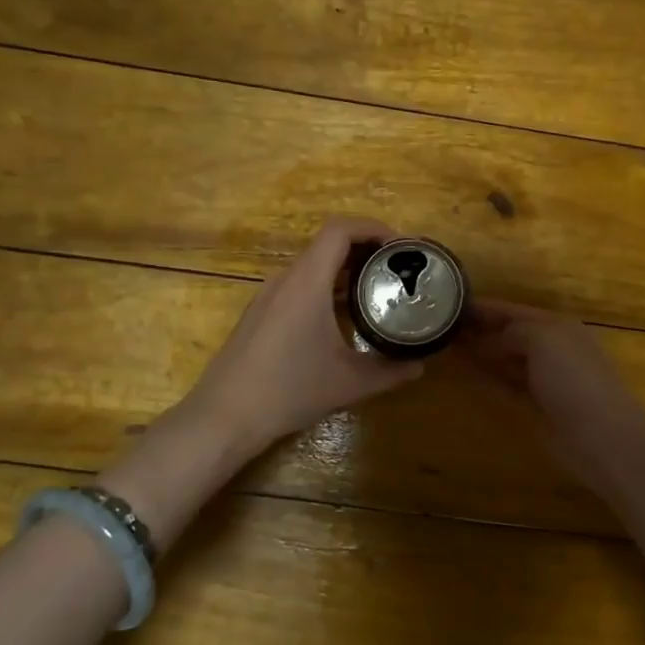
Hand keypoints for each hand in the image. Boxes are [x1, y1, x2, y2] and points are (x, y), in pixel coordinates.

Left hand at [185, 216, 426, 452]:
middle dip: (366, 250)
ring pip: (312, 267)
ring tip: (377, 290)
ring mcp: (268, 297)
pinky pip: (299, 286)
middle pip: (328, 245)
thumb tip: (420, 366)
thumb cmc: (288, 391)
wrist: (224, 417)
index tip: (402, 246)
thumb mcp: (348, 383)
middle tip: (398, 269)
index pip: (340, 230)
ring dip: (346, 270)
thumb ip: (389, 372)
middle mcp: (285, 280)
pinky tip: (343, 317)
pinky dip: (327, 288)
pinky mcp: (260, 315)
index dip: (374, 227)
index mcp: (306, 283)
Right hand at [460, 298, 644, 490]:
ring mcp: (544, 380)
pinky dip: (486, 379)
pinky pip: (505, 387)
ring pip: (505, 361)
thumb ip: (513, 332)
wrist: (601, 435)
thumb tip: (488, 341)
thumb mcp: (543, 339)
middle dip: (479, 330)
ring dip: (480, 354)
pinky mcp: (536, 407)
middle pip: (509, 334)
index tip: (450, 304)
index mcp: (557, 326)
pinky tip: (463, 374)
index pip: (514, 311)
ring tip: (446, 347)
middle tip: (441, 328)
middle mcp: (551, 349)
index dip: (484, 308)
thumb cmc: (574, 378)